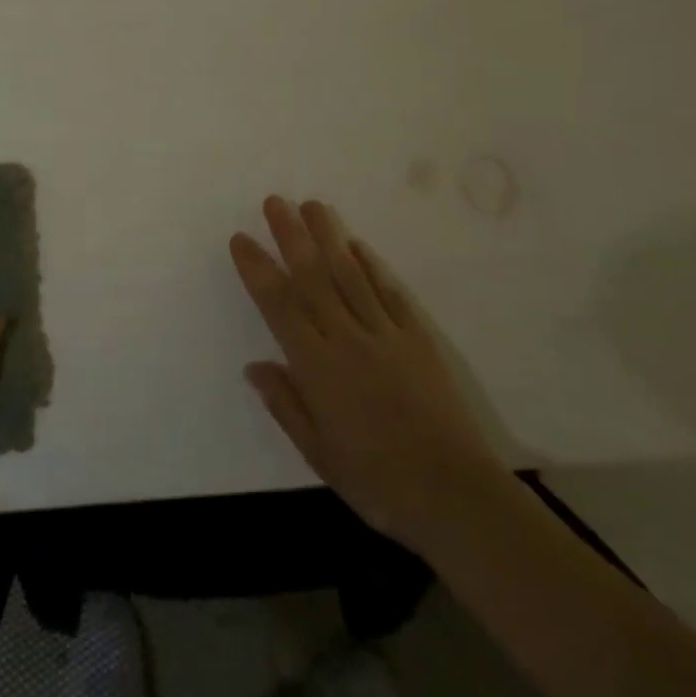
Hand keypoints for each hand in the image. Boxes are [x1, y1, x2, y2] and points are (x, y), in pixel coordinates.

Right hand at [231, 196, 503, 550]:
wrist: (455, 495)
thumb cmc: (377, 482)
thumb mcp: (319, 454)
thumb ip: (286, 404)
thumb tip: (253, 366)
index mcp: (318, 367)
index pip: (279, 305)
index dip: (257, 269)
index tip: (241, 239)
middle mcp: (347, 338)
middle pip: (313, 276)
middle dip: (291, 235)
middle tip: (274, 201)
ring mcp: (386, 334)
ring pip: (350, 274)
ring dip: (328, 236)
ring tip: (312, 205)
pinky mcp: (418, 338)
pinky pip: (389, 293)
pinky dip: (371, 266)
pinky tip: (357, 245)